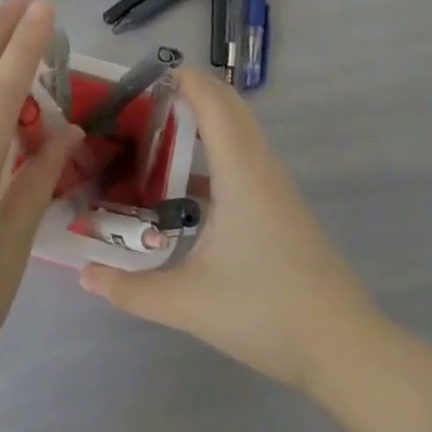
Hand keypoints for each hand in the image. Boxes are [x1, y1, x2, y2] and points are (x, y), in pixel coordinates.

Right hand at [79, 68, 391, 395]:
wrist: (346, 351)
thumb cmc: (267, 313)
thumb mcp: (190, 303)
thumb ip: (132, 290)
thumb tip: (84, 275)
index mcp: (240, 172)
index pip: (213, 101)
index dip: (181, 80)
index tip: (140, 80)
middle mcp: (261, 167)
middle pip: (229, 106)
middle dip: (188, 94)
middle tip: (140, 107)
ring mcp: (276, 187)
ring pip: (240, 131)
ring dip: (204, 120)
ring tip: (156, 137)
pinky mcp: (282, 208)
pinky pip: (246, 156)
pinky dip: (217, 149)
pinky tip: (186, 188)